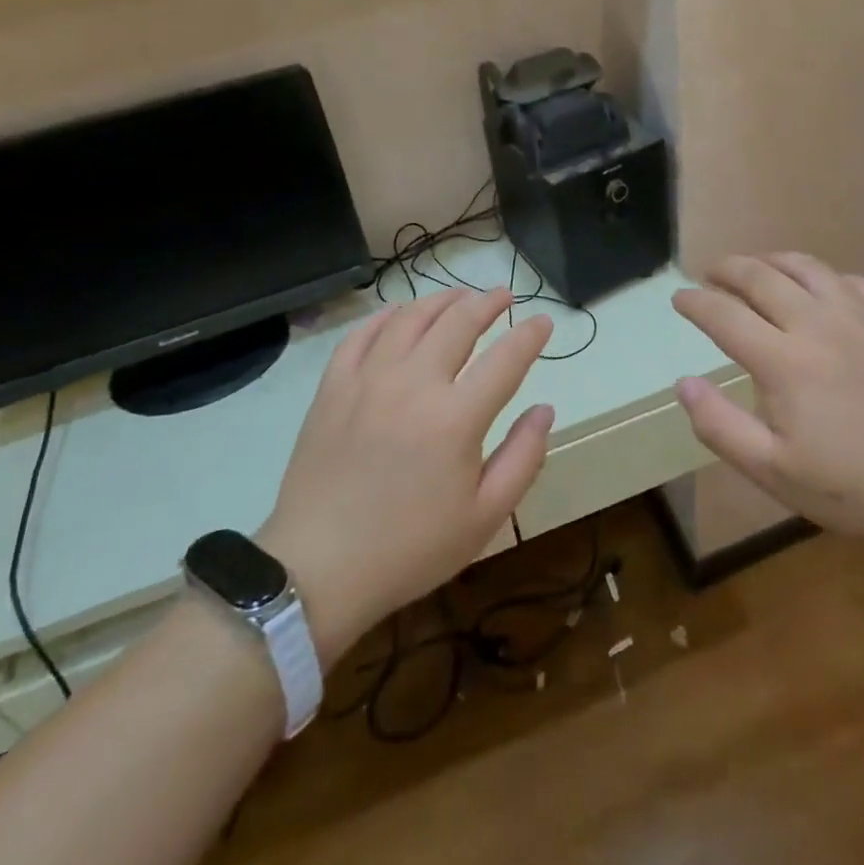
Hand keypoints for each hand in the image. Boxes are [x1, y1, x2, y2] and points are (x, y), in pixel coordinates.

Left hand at [258, 288, 553, 662]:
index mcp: (456, 418)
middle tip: (502, 296)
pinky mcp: (333, 387)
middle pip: (458, 322)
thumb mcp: (485, 517)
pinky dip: (386, 316)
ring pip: (410, 318)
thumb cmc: (410, 548)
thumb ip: (523, 457)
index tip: (543, 322)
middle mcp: (413, 384)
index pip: (505, 359)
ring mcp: (368, 380)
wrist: (318, 568)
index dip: (530, 336)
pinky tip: (399, 314)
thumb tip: (545, 410)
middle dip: (487, 303)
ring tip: (459, 297)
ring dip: (441, 300)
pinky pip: (362, 334)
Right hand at [672, 252, 863, 563]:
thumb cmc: (855, 487)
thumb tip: (684, 383)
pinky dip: (823, 276)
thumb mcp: (774, 471)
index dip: (695, 302)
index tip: (678, 298)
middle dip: (727, 269)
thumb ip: (720, 425)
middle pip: (761, 277)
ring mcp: (862, 317)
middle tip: (709, 274)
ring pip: (807, 268)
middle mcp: (818, 324)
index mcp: (783, 361)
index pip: (724, 315)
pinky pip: (851, 281)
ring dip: (771, 261)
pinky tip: (821, 288)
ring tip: (756, 267)